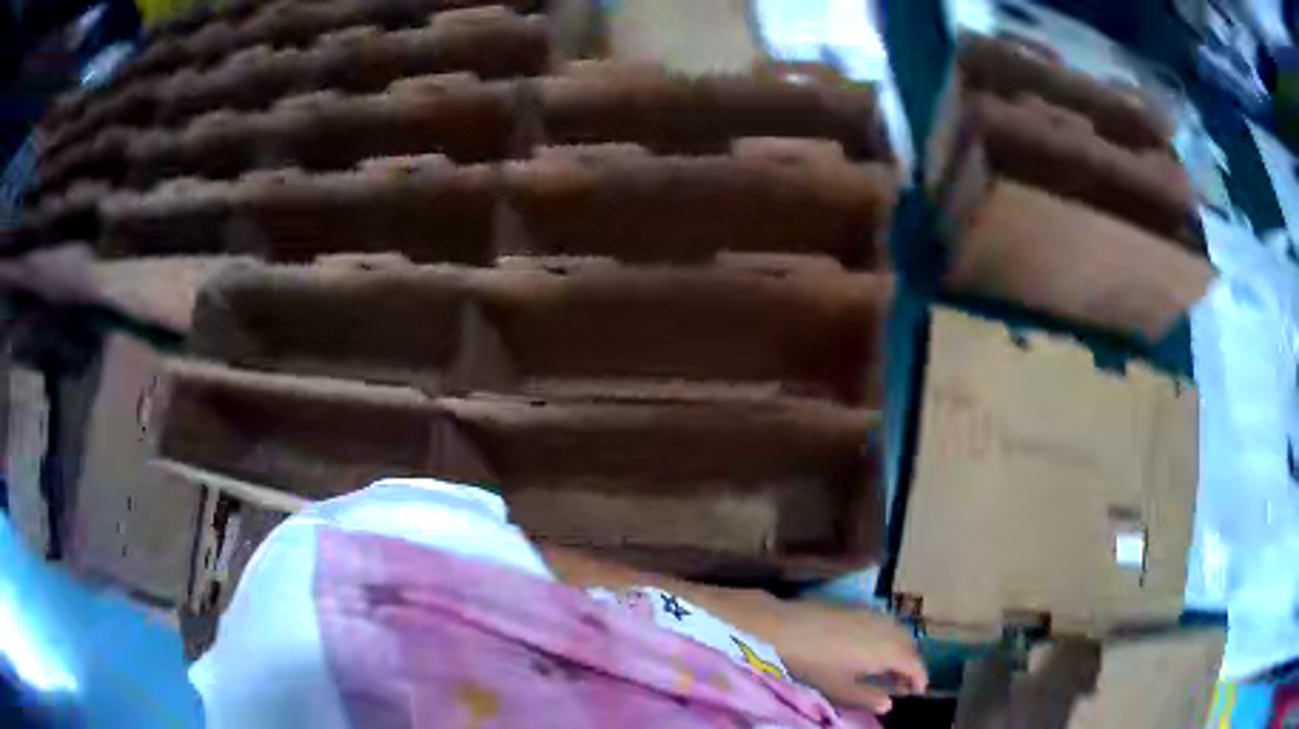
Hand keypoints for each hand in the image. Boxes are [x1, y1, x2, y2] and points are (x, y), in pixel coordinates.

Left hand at [764, 600, 926, 713]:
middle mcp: (887, 629)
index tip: (917, 692)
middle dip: (910, 664)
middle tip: (900, 683)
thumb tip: (889, 704)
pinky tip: (870, 648)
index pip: (915, 664)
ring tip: (886, 668)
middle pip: (910, 646)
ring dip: (899, 649)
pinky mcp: (857, 607)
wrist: (783, 627)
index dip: (920, 678)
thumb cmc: (813, 664)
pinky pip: (883, 622)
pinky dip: (886, 636)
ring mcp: (872, 614)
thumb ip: (867, 697)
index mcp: (888, 651)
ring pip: (898, 631)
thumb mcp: (839, 689)